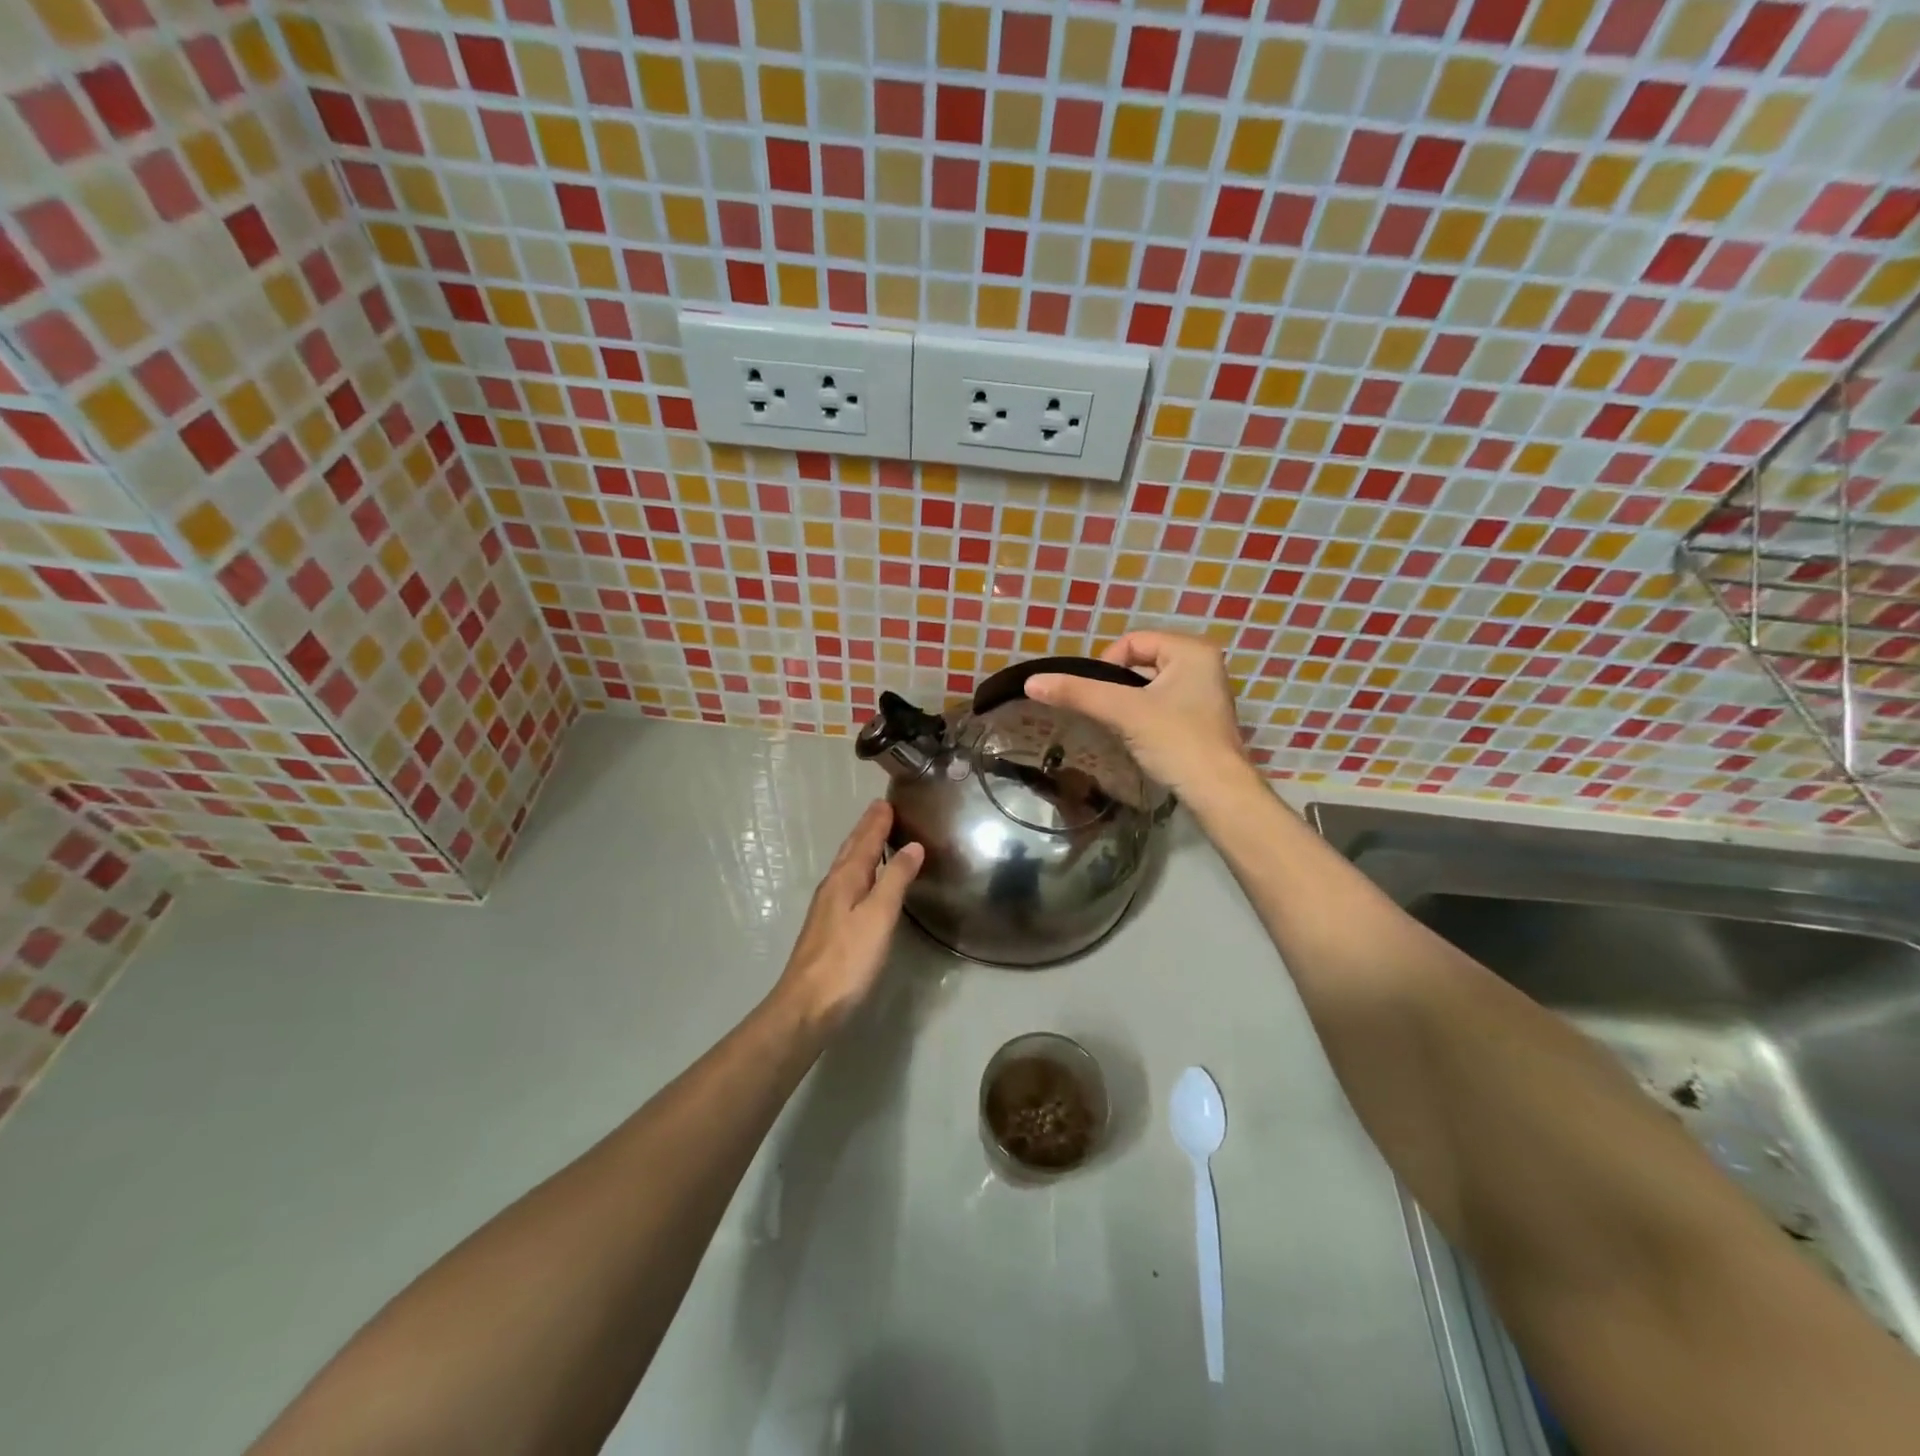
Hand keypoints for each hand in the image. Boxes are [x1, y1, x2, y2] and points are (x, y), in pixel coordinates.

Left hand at [772, 802, 923, 1030]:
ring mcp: (827, 908)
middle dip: (866, 829)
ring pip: (847, 866)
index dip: (876, 822)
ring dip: (861, 848)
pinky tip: (863, 880)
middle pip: (852, 850)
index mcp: (845, 879)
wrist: (808, 1005)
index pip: (864, 841)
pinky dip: (859, 870)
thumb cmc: (848, 959)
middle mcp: (833, 887)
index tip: (886, 801)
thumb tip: (913, 846)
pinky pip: (847, 883)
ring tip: (874, 836)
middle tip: (880, 810)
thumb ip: (896, 880)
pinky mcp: (828, 927)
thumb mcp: (879, 916)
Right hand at [1025, 631, 1247, 797]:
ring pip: (1148, 686)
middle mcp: (1203, 663)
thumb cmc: (1176, 741)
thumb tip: (1031, 682)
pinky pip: (1161, 704)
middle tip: (1109, 713)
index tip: (1100, 697)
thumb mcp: (1123, 712)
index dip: (1107, 665)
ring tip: (1121, 726)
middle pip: (1140, 662)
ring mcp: (1204, 692)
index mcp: (1191, 649)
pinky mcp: (1200, 719)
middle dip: (1118, 685)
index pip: (1132, 641)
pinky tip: (1138, 737)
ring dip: (1129, 703)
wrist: (1217, 792)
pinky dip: (1144, 716)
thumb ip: (1078, 693)